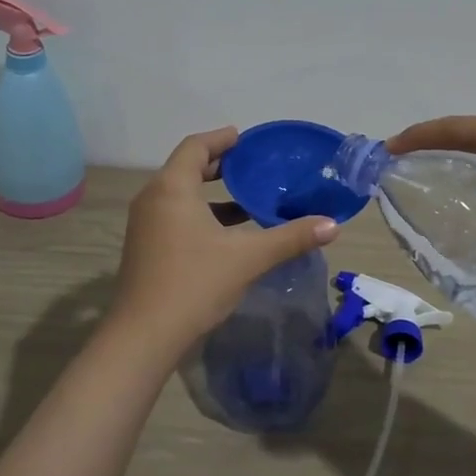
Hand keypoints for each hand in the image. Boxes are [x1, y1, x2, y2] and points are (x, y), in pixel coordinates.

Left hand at [109, 128, 339, 355]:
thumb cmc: (194, 284)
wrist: (143, 336)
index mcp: (172, 188)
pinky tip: (227, 234)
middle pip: (185, 168)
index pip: (195, 147)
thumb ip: (290, 237)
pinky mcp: (145, 247)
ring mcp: (145, 225)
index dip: (221, 139)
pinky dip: (200, 214)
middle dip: (218, 165)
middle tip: (252, 166)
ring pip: (180, 195)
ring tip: (246, 199)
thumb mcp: (248, 258)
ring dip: (210, 193)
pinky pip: (174, 215)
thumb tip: (332, 225)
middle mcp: (152, 198)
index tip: (246, 139)